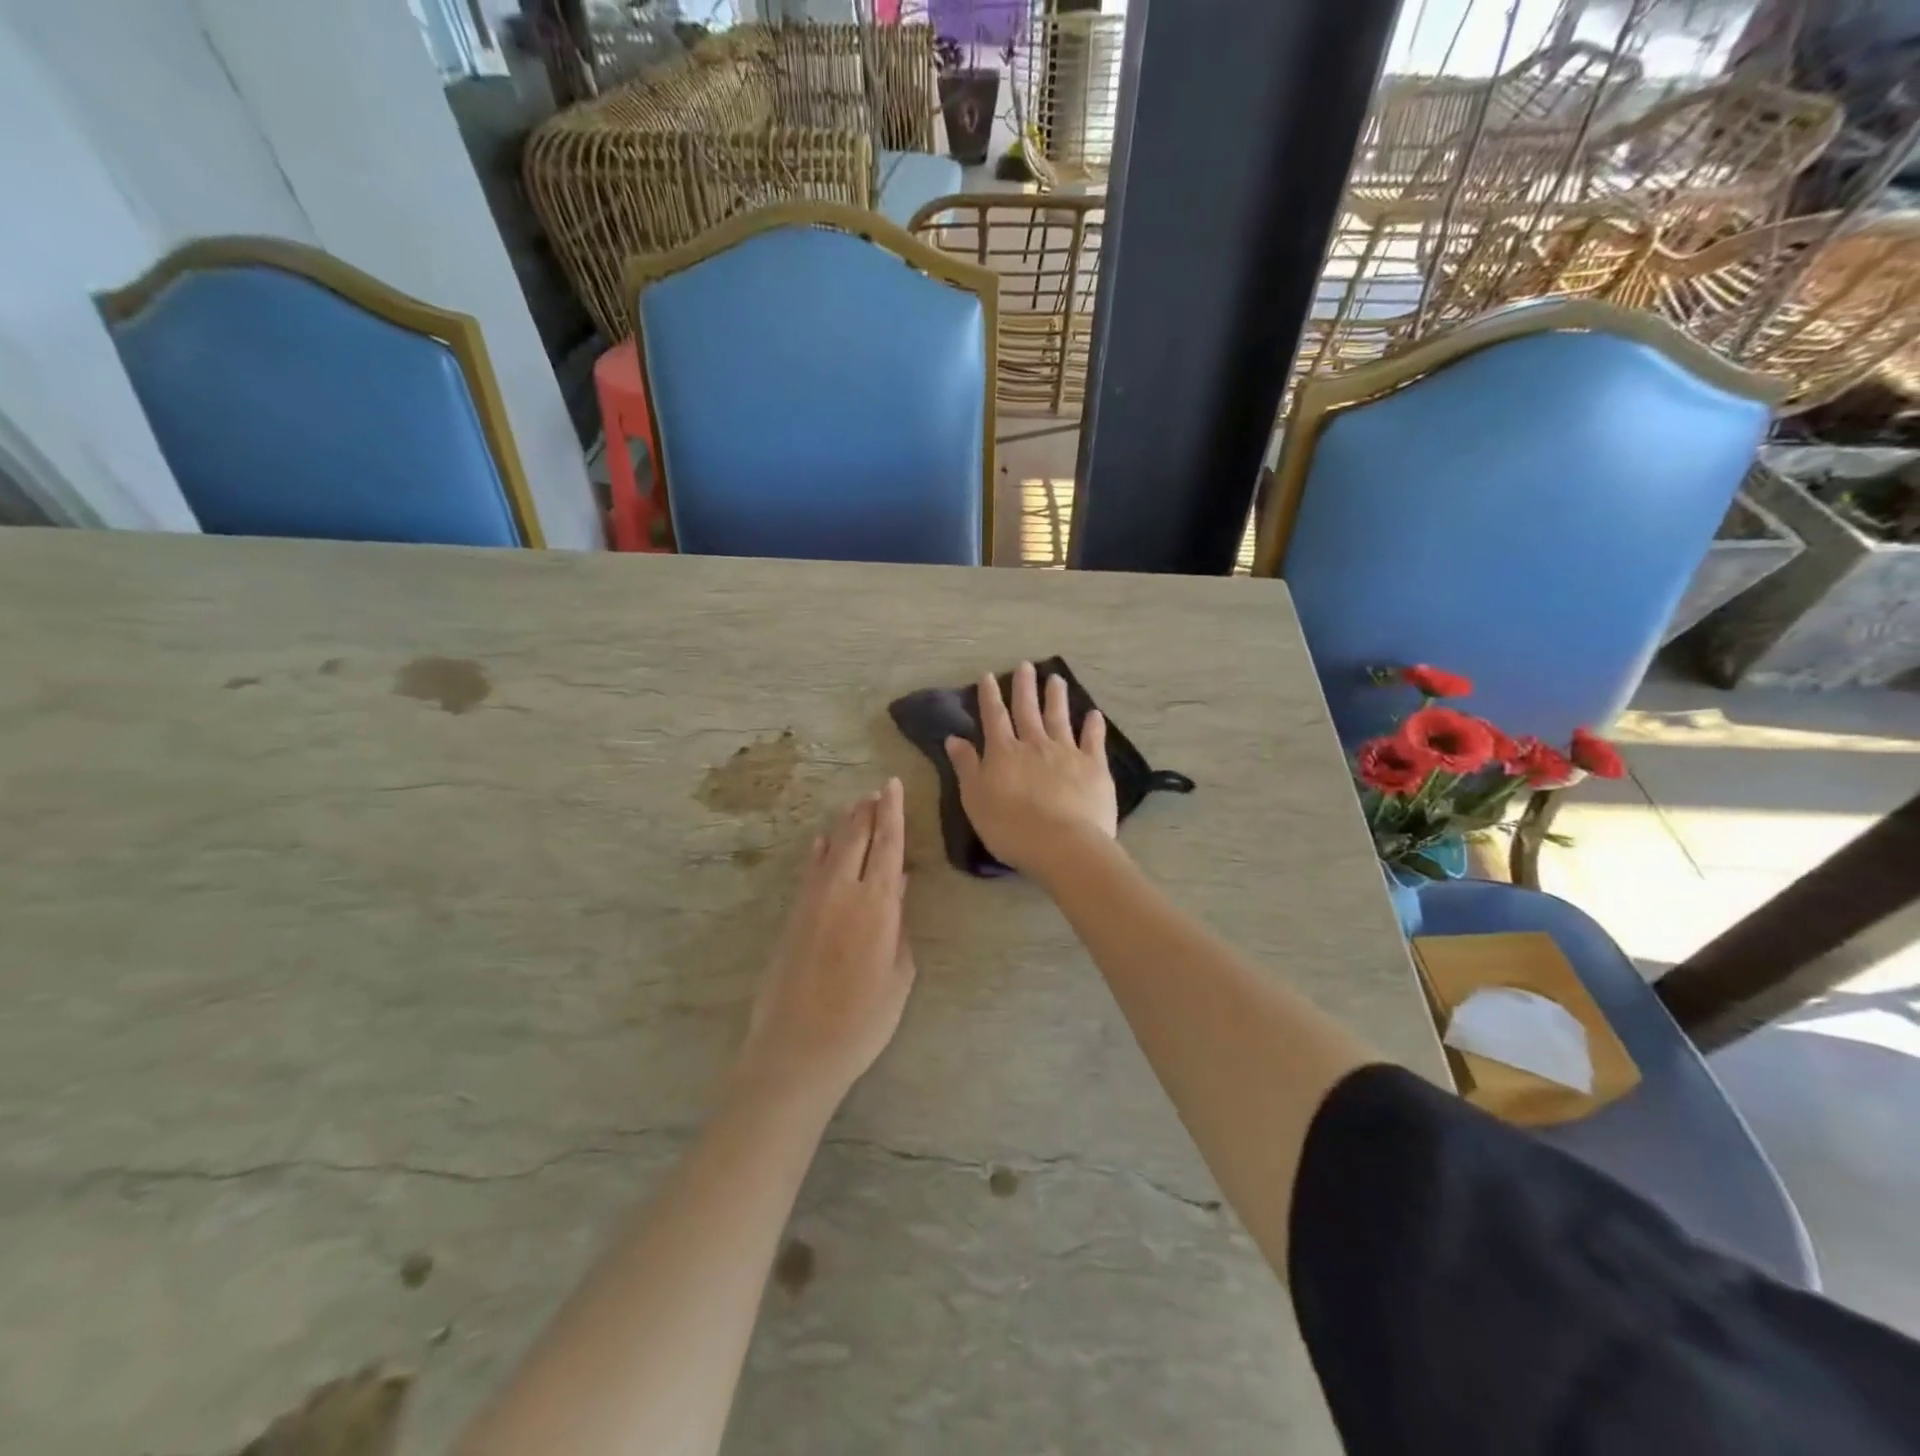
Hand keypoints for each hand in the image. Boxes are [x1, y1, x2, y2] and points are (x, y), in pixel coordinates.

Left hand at [735, 779, 915, 1110]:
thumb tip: (898, 885)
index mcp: (877, 905)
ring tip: (857, 807)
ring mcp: (813, 901)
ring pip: (831, 849)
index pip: (888, 845)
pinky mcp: (793, 915)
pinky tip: (821, 843)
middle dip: (869, 811)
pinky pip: (809, 871)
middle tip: (878, 791)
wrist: (798, 1048)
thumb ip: (899, 924)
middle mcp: (843, 892)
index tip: (894, 785)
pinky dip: (818, 852)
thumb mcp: (898, 974)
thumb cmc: (863, 1020)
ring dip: (845, 825)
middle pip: (856, 838)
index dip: (893, 812)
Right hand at [945, 662, 1118, 880]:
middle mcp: (1035, 744)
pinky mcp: (1093, 766)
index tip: (988, 676)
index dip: (990, 696)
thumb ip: (966, 767)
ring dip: (1056, 697)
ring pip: (1060, 718)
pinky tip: (1094, 714)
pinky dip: (1093, 726)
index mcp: (1004, 753)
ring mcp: (1067, 752)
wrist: (1062, 844)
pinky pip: (1093, 740)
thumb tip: (954, 738)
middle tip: (1026, 666)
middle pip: (1028, 710)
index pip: (994, 718)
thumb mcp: (975, 799)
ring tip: (1056, 678)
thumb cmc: (1010, 828)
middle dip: (1025, 687)